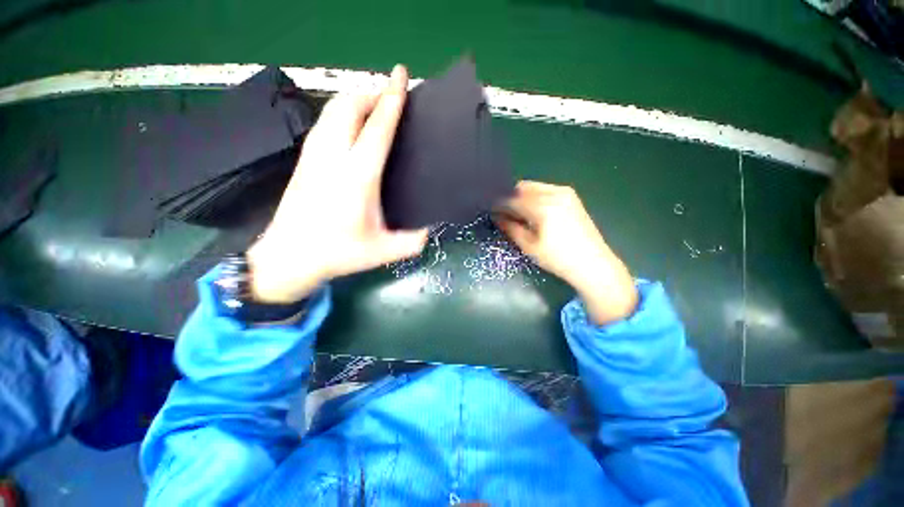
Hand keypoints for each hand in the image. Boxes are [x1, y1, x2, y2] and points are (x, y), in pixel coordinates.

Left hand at [247, 65, 427, 302]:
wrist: (288, 257)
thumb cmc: (337, 253)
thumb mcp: (383, 252)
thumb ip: (412, 242)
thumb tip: (429, 231)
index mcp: (358, 177)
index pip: (377, 128)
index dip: (391, 99)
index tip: (400, 75)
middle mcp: (334, 157)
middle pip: (349, 107)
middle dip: (372, 93)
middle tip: (391, 97)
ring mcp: (313, 156)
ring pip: (333, 111)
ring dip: (354, 100)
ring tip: (372, 106)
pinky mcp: (303, 160)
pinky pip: (324, 123)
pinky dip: (340, 113)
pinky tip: (349, 125)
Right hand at [495, 181, 637, 324]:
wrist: (593, 263)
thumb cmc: (558, 258)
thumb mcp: (529, 245)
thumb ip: (510, 227)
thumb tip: (496, 216)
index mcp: (542, 206)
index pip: (512, 198)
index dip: (498, 203)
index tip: (489, 209)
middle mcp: (554, 192)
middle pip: (523, 187)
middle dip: (510, 197)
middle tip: (502, 212)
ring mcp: (565, 192)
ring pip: (534, 187)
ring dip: (522, 196)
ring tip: (516, 213)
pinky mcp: (571, 197)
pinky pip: (546, 190)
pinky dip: (534, 197)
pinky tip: (532, 211)